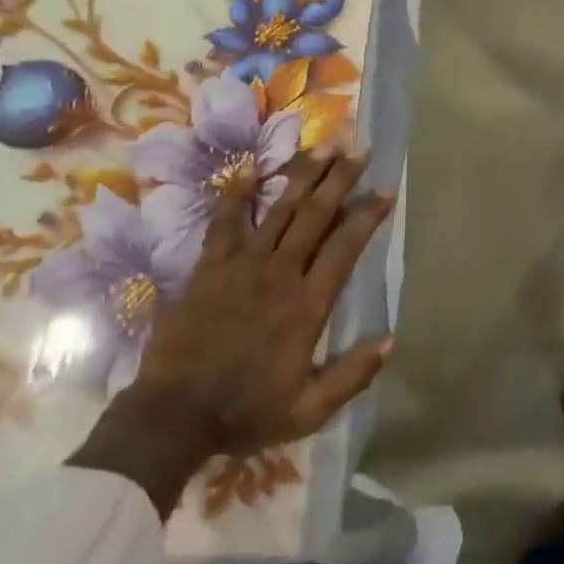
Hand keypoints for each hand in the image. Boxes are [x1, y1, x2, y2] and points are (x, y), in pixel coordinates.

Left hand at [70, 148, 395, 515]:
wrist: (172, 416)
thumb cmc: (246, 412)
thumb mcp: (309, 410)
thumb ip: (352, 375)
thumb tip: (391, 340)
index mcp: (307, 305)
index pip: (345, 247)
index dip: (367, 216)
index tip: (385, 191)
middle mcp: (279, 274)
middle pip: (315, 216)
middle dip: (340, 179)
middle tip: (358, 148)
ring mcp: (241, 267)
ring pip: (279, 210)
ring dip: (303, 176)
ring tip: (323, 147)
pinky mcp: (208, 269)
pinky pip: (224, 224)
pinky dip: (236, 195)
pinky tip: (249, 168)